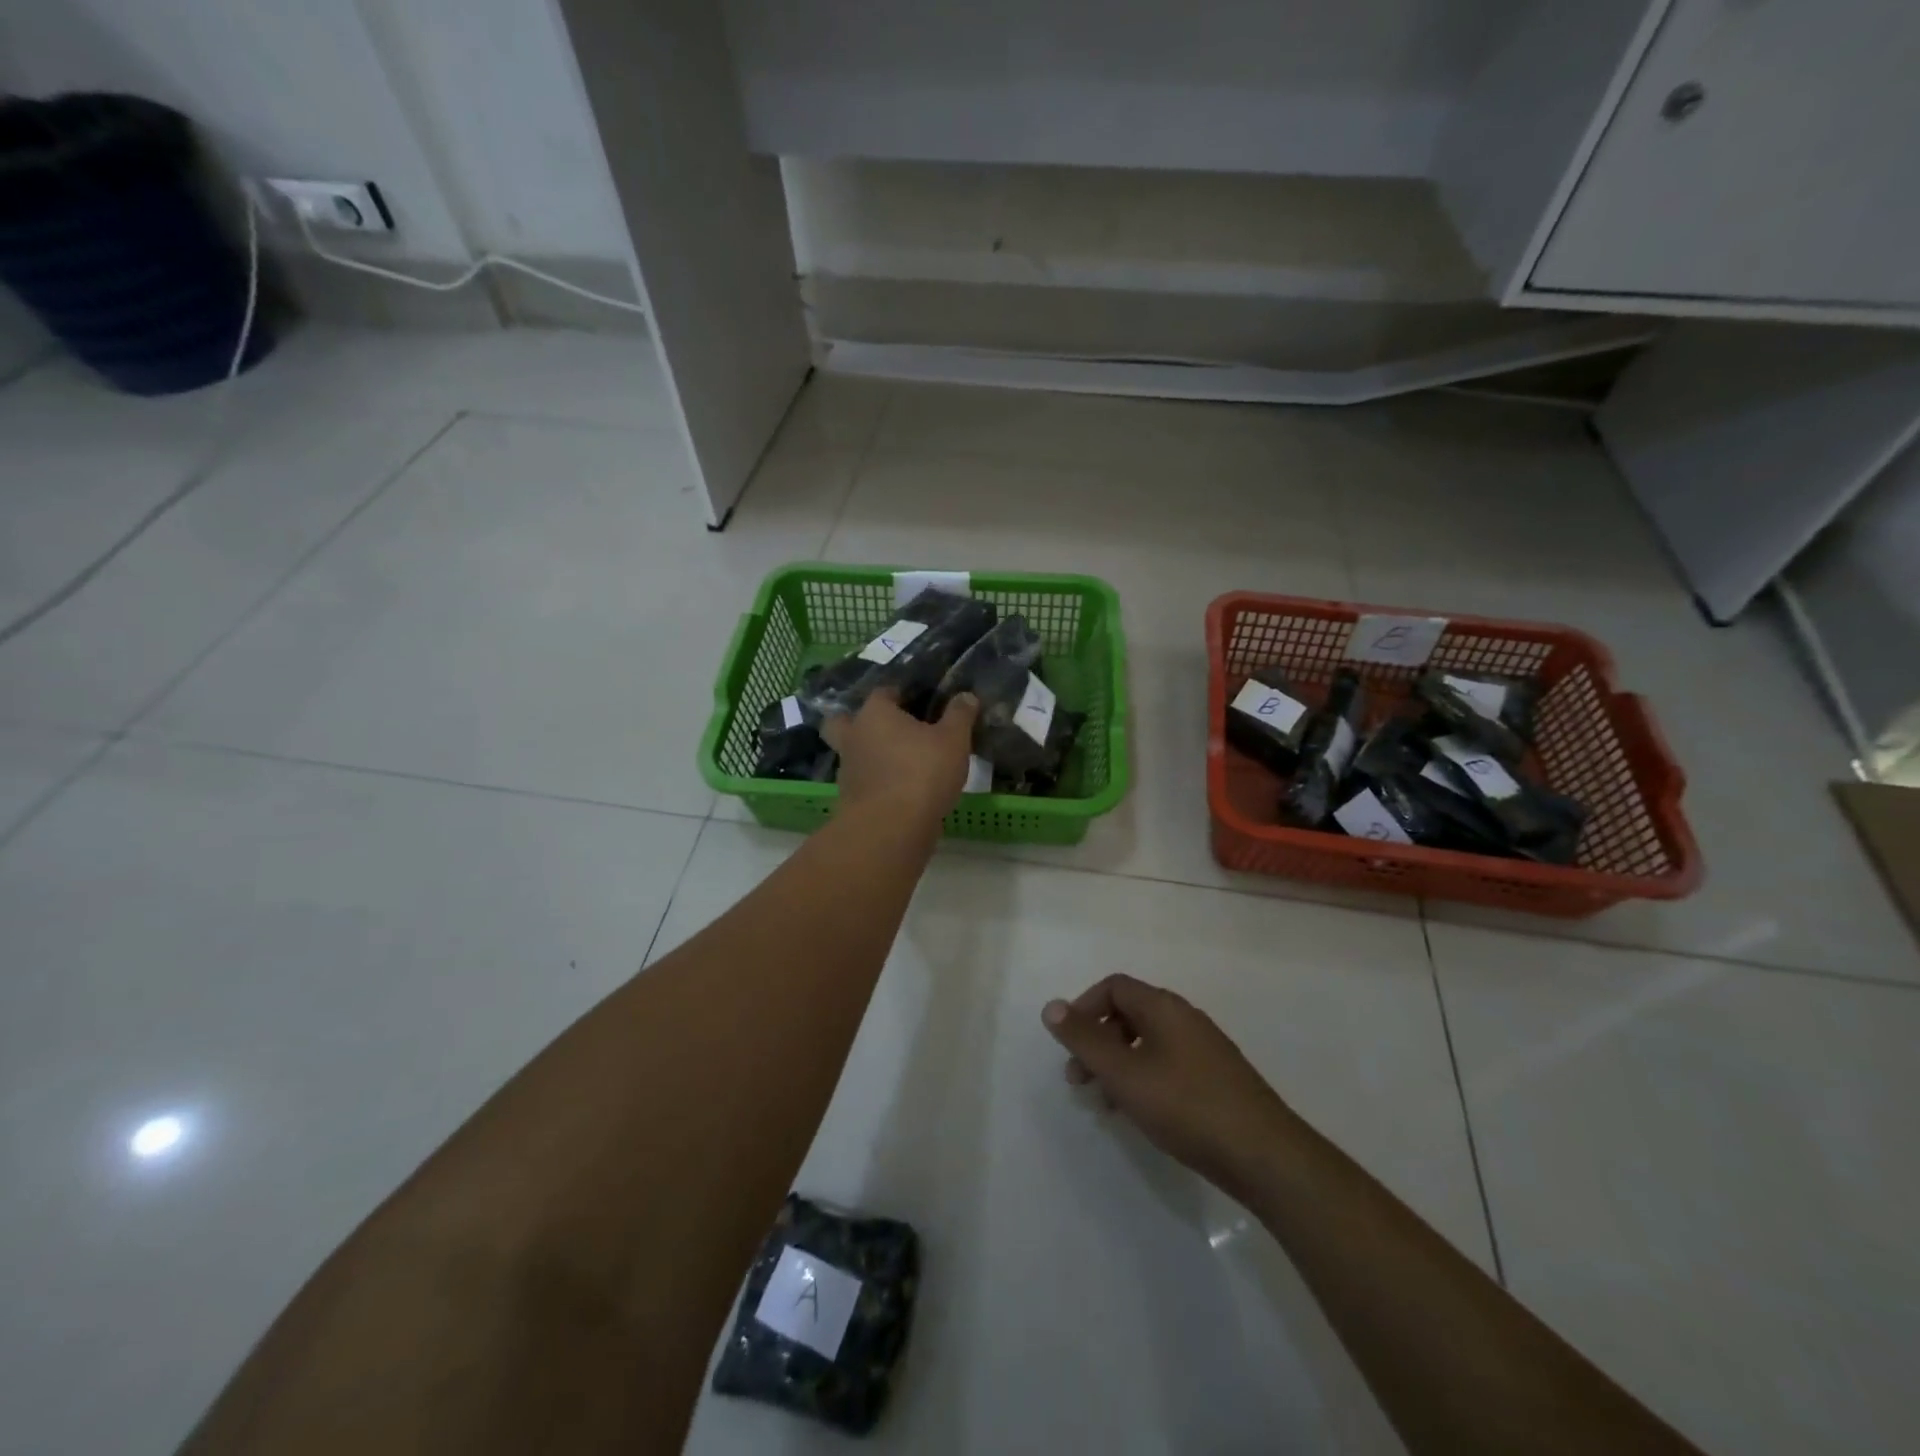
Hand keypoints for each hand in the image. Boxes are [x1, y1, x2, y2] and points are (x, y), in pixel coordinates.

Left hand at [822, 688, 979, 826]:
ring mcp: (847, 769)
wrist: (890, 828)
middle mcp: (854, 736)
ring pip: (853, 753)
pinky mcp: (850, 799)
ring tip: (899, 763)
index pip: (883, 692)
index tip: (919, 701)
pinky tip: (899, 789)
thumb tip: (966, 696)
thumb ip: (960, 715)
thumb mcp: (953, 740)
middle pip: (844, 721)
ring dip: (870, 755)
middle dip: (860, 722)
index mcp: (875, 713)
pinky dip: (876, 782)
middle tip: (888, 730)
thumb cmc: (922, 772)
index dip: (900, 694)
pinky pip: (862, 781)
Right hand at [1042, 974, 1294, 1199]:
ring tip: (1106, 1104)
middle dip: (1097, 1042)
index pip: (1114, 987)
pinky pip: (1168, 1064)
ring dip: (1118, 1064)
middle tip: (1079, 1081)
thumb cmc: (1186, 1107)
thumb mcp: (1124, 1074)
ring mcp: (1205, 1049)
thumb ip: (1085, 1040)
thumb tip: (1052, 1006)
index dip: (1084, 1009)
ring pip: (1148, 1043)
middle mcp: (1185, 1019)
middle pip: (1130, 1014)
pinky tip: (1142, 1114)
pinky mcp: (1218, 1079)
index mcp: (1164, 1008)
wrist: (1265, 1156)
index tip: (1069, 1045)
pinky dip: (1144, 1079)